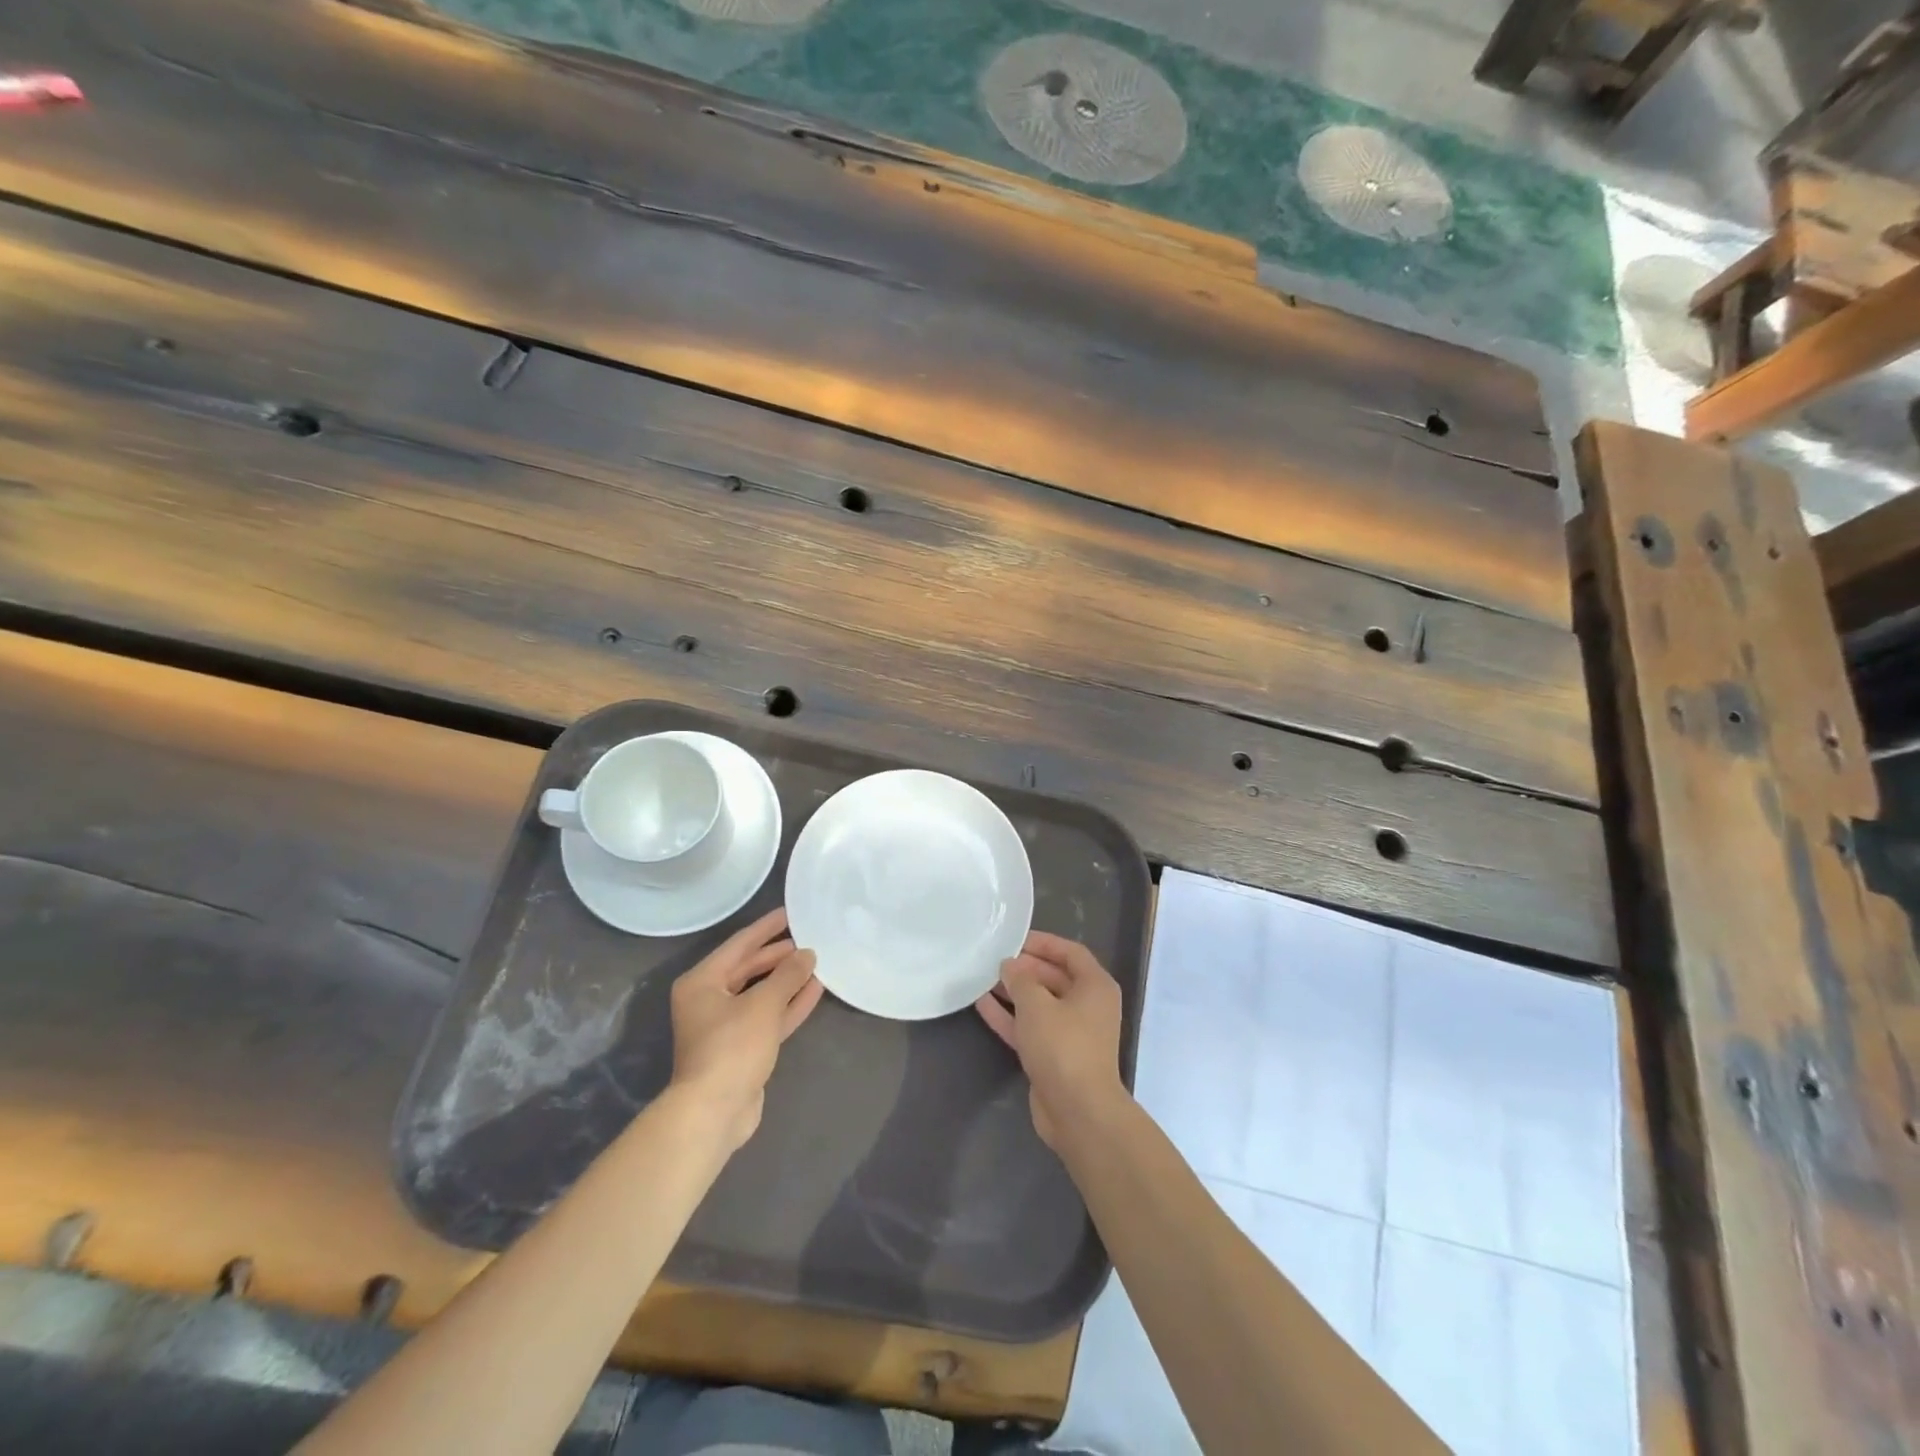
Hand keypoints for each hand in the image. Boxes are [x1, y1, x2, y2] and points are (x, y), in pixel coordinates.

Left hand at [668, 907, 823, 1151]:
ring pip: (761, 994)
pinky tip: (814, 990)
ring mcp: (725, 1026)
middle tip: (807, 938)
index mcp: (701, 982)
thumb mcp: (763, 1004)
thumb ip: (788, 975)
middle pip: (748, 969)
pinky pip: (768, 1017)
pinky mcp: (742, 1048)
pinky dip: (788, 1004)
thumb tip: (807, 954)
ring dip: (787, 980)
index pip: (739, 945)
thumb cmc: (732, 1046)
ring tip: (815, 961)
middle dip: (778, 955)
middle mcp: (709, 1000)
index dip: (765, 928)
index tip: (789, 912)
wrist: (715, 1111)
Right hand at [975, 931, 1127, 1149]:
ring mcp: (1071, 1033)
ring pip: (1039, 1003)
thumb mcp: (1037, 1004)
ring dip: (1013, 991)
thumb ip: (1020, 979)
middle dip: (1024, 968)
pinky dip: (1009, 1016)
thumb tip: (1010, 965)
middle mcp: (1087, 1006)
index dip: (1043, 943)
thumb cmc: (1063, 1047)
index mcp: (1095, 986)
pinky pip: (1030, 1027)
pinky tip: (981, 1004)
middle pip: (1053, 976)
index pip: (1070, 952)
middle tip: (993, 958)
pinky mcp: (1054, 1056)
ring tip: (982, 977)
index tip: (1014, 938)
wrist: (1077, 1112)